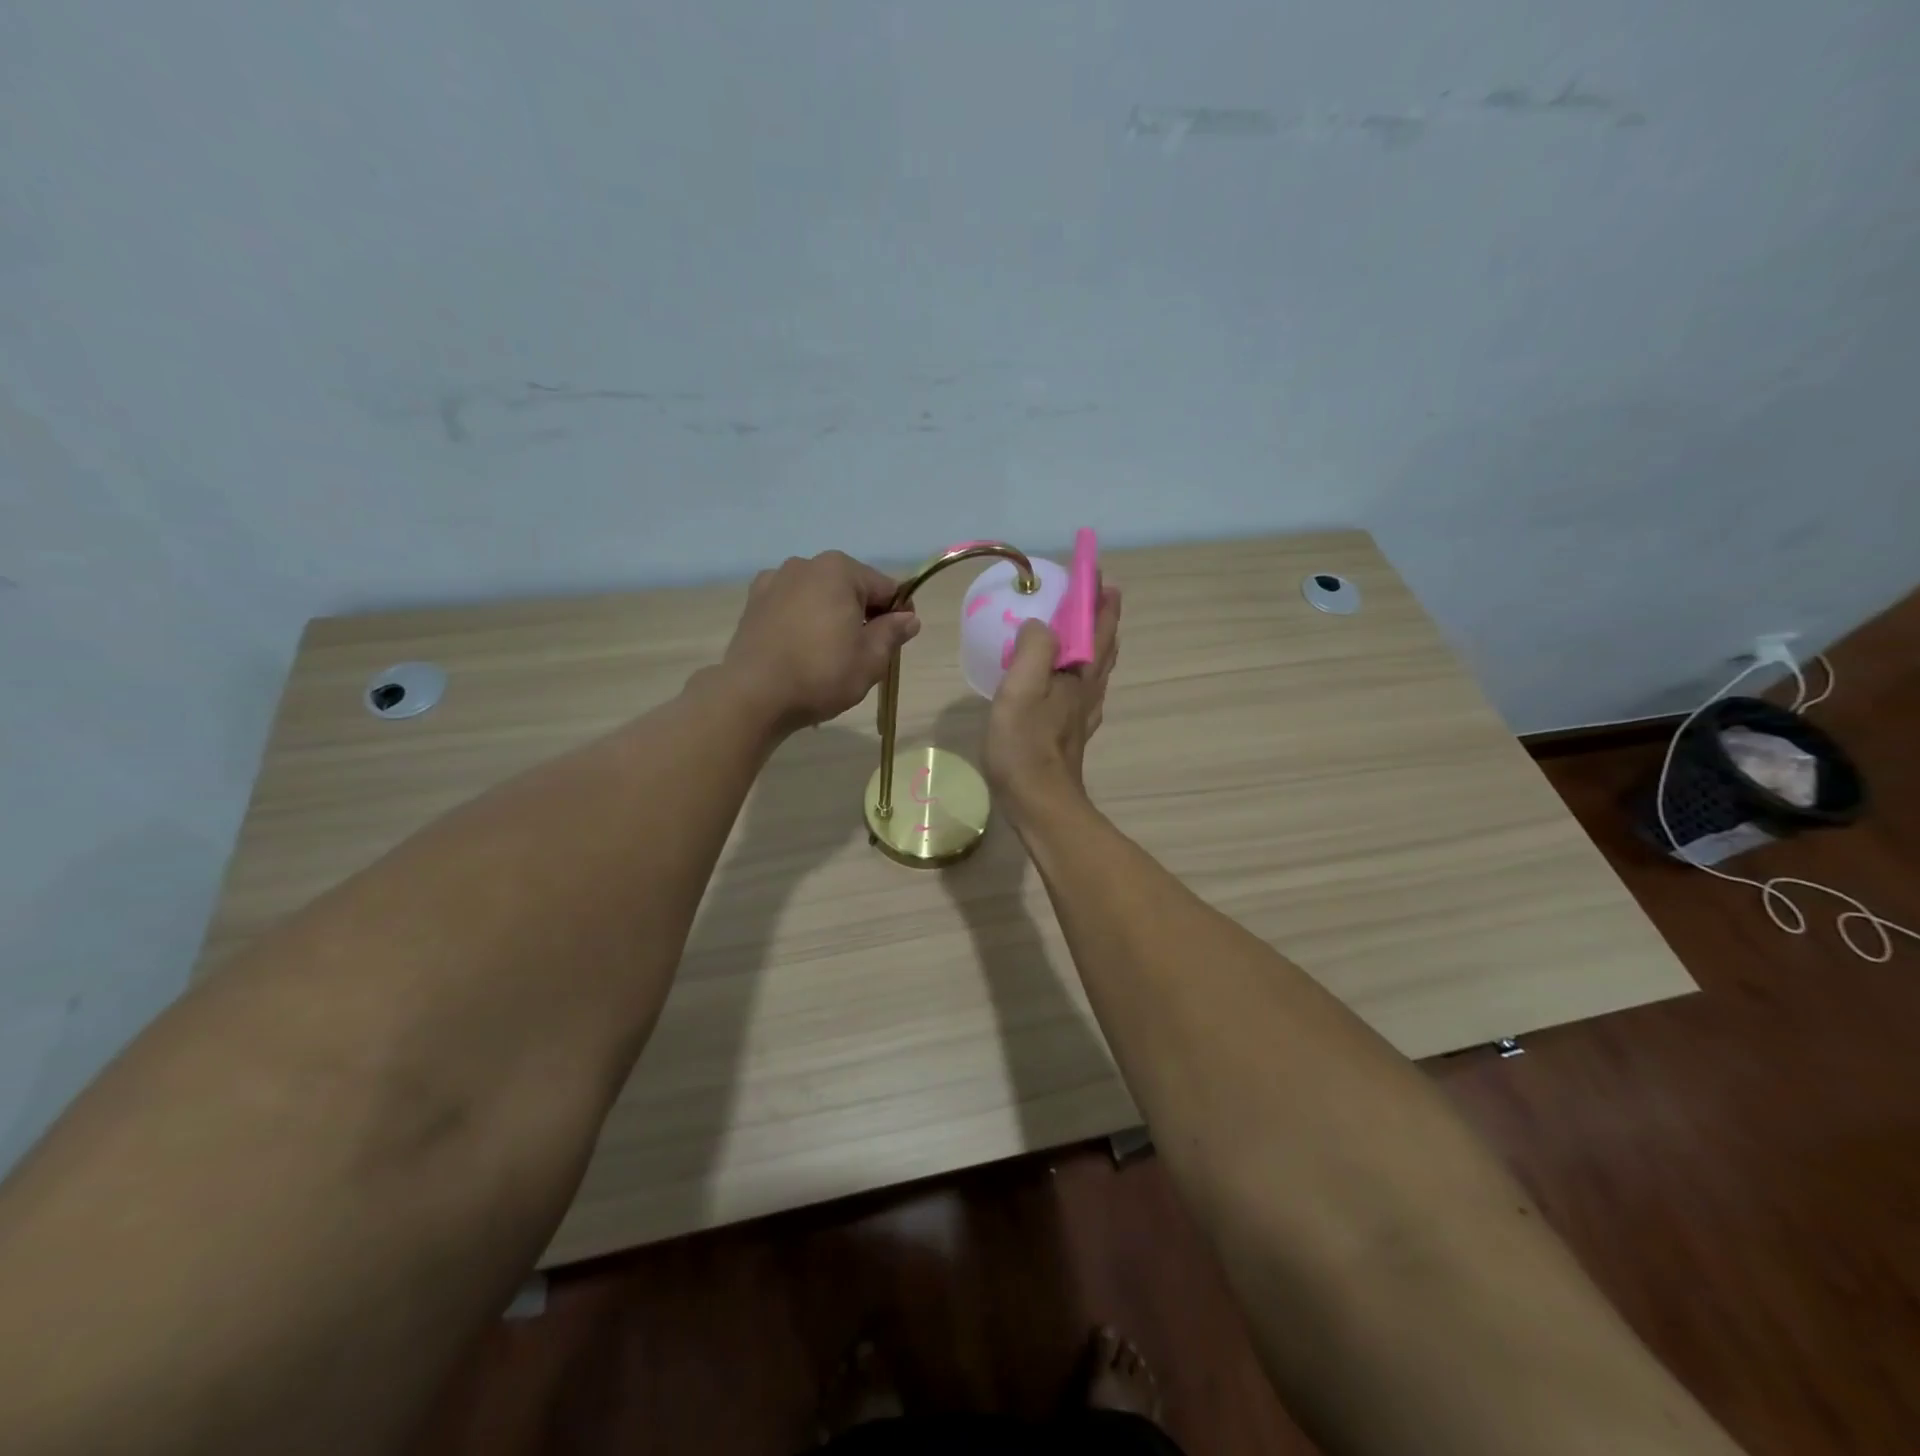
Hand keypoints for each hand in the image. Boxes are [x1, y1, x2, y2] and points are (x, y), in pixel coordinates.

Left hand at [718, 552, 920, 730]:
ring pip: (819, 596)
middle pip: (850, 588)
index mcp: (839, 570)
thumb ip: (893, 633)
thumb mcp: (871, 659)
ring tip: (829, 655)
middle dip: (863, 615)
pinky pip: (792, 607)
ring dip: (831, 617)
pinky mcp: (753, 603)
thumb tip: (909, 618)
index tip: (898, 642)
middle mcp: (805, 564)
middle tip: (864, 654)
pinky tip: (800, 650)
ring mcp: (774, 581)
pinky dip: (802, 621)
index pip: (886, 588)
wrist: (753, 696)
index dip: (898, 614)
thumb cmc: (821, 674)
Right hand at [986, 585, 1120, 817]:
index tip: (1094, 568)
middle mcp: (1088, 689)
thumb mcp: (1021, 689)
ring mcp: (1083, 713)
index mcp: (1078, 673)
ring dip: (1098, 642)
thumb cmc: (1025, 745)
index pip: (1095, 625)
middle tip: (1098, 591)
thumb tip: (1040, 624)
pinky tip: (1075, 682)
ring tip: (1089, 628)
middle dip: (1103, 615)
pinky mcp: (1072, 732)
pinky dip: (1085, 672)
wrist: (1040, 803)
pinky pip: (1085, 690)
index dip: (1097, 596)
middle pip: (1103, 644)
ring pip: (1098, 668)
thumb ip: (1033, 649)